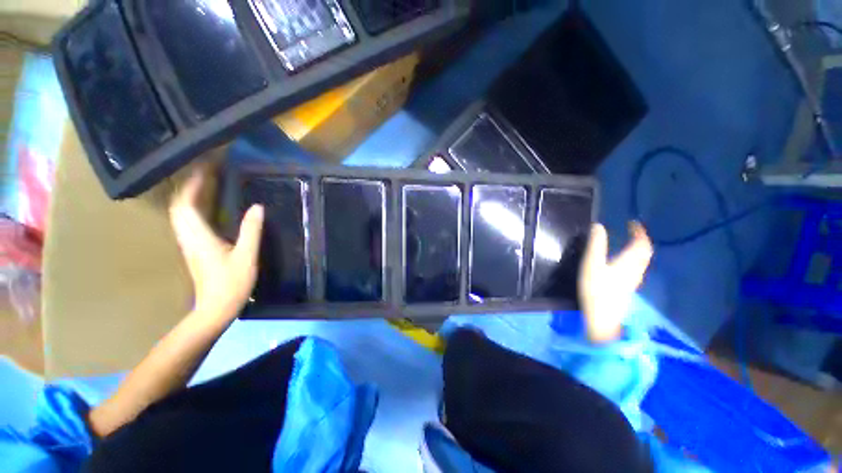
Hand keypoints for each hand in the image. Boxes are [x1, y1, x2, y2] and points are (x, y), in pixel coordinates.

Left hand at [169, 167, 263, 320]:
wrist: (215, 309)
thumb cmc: (231, 284)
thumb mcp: (246, 256)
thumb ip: (251, 230)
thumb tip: (257, 207)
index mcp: (199, 236)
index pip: (187, 203)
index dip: (194, 183)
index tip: (206, 166)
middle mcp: (188, 236)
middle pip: (179, 205)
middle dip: (189, 185)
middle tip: (207, 170)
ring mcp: (188, 243)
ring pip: (180, 212)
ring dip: (189, 194)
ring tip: (206, 182)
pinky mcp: (193, 248)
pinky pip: (186, 220)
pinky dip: (192, 207)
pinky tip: (205, 205)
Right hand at [578, 222, 652, 342]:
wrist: (603, 318)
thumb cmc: (596, 289)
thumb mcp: (592, 264)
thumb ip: (596, 245)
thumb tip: (598, 226)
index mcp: (629, 261)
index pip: (641, 243)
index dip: (639, 231)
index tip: (633, 222)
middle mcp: (636, 269)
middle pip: (645, 252)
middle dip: (641, 239)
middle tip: (633, 231)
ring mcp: (634, 279)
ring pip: (643, 260)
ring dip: (639, 249)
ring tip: (629, 243)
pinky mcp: (628, 287)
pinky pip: (638, 267)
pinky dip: (635, 258)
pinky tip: (625, 261)